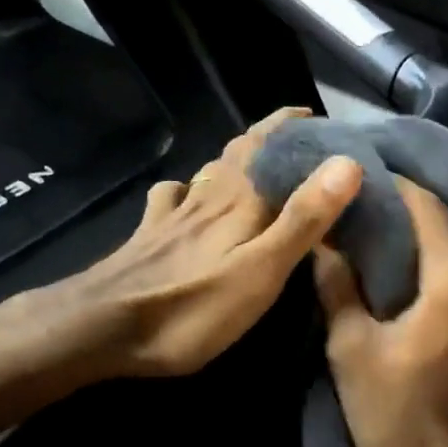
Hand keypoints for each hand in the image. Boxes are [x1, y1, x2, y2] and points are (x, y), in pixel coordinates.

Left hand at [30, 108, 361, 379]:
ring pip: (211, 170)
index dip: (295, 126)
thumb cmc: (193, 306)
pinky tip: (186, 194)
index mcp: (241, 199)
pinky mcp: (150, 234)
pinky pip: (173, 195)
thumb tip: (347, 162)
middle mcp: (209, 195)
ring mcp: (175, 213)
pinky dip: (188, 187)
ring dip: (236, 157)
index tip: (321, 119)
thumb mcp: (262, 269)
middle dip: (270, 137)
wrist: (100, 327)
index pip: (272, 145)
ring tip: (257, 161)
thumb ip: (304, 218)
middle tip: (298, 137)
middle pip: (241, 151)